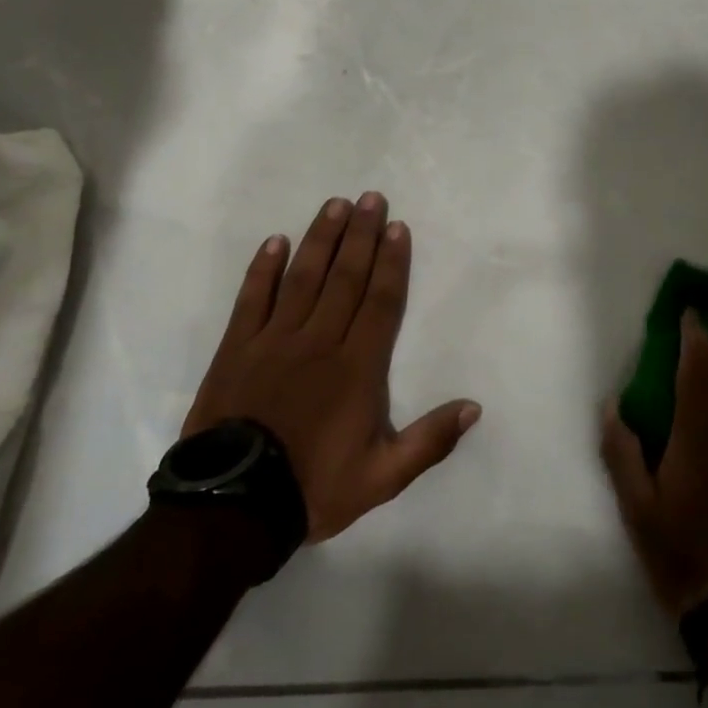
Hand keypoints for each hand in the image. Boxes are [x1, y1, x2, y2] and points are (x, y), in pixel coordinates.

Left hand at [183, 192, 480, 541]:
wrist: (232, 508)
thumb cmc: (313, 487)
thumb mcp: (382, 477)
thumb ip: (430, 441)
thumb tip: (474, 407)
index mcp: (358, 367)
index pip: (381, 301)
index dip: (392, 262)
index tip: (398, 227)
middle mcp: (320, 341)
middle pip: (345, 277)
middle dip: (361, 235)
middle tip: (371, 199)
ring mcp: (275, 341)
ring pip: (303, 278)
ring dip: (321, 239)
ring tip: (334, 205)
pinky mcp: (237, 348)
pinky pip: (252, 299)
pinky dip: (263, 269)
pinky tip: (275, 241)